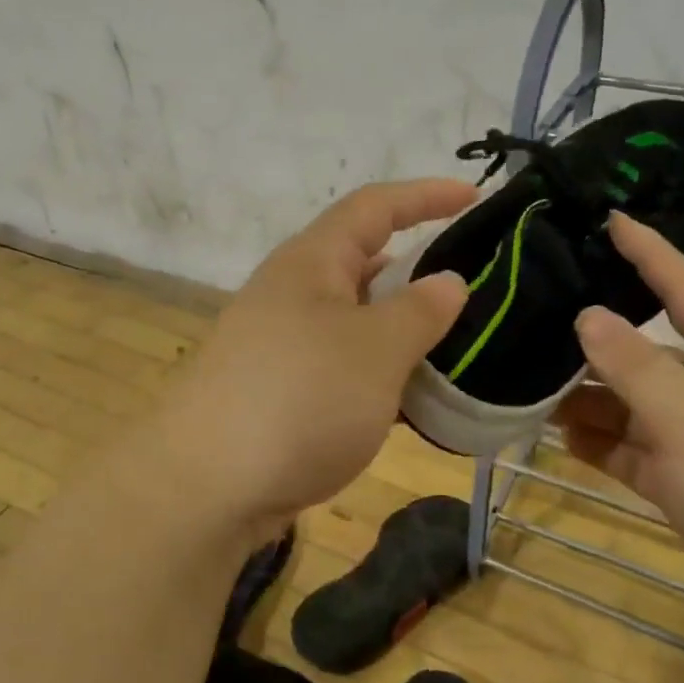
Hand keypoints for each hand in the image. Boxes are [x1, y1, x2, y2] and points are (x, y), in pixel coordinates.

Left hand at [155, 180, 472, 542]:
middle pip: (364, 264)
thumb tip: (447, 281)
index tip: (475, 196)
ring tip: (457, 348)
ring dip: (403, 332)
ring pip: (357, 323)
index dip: (425, 195)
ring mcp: (282, 347)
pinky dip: (382, 376)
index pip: (374, 208)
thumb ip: (420, 310)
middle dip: (418, 271)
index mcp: (311, 263)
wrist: (208, 488)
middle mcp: (292, 295)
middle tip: (473, 289)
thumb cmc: (300, 398)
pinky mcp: (280, 394)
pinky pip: (344, 369)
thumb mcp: (376, 349)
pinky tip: (414, 402)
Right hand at [555, 213, 683, 646]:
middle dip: (596, 339)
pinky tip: (560, 437)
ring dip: (591, 399)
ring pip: (636, 404)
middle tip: (534, 318)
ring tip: (530, 385)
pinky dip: (603, 444)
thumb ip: (634, 365)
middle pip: (650, 349)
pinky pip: (636, 451)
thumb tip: (588, 316)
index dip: (649, 251)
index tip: (609, 219)